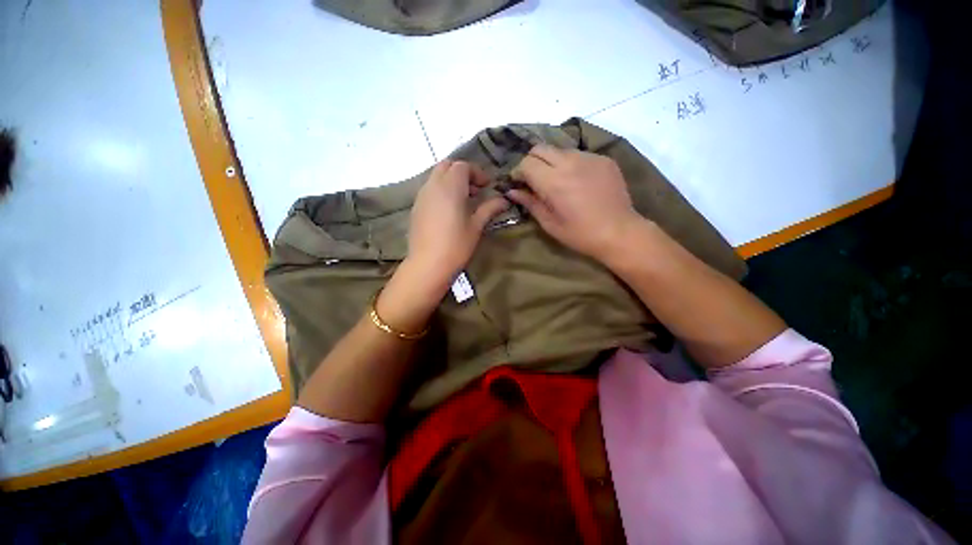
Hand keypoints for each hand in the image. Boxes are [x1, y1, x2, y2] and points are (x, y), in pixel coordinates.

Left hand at [406, 160, 508, 287]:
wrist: (428, 264)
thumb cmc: (456, 245)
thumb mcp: (476, 226)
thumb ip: (489, 208)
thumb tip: (504, 200)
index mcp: (450, 187)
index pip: (463, 166)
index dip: (477, 173)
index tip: (487, 187)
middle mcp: (433, 185)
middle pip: (447, 166)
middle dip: (462, 173)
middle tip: (475, 190)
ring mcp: (422, 196)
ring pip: (436, 176)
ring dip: (451, 181)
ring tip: (464, 201)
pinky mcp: (416, 207)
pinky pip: (429, 189)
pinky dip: (441, 191)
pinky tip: (449, 210)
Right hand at [508, 145, 643, 261]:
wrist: (619, 232)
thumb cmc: (580, 234)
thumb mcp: (550, 223)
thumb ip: (530, 203)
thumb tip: (512, 191)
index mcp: (554, 182)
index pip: (526, 163)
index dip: (518, 172)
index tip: (519, 184)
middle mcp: (569, 163)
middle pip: (540, 148)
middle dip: (531, 161)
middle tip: (533, 179)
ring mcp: (589, 158)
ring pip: (559, 150)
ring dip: (551, 162)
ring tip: (556, 180)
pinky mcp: (603, 159)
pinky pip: (578, 154)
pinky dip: (570, 164)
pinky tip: (576, 181)